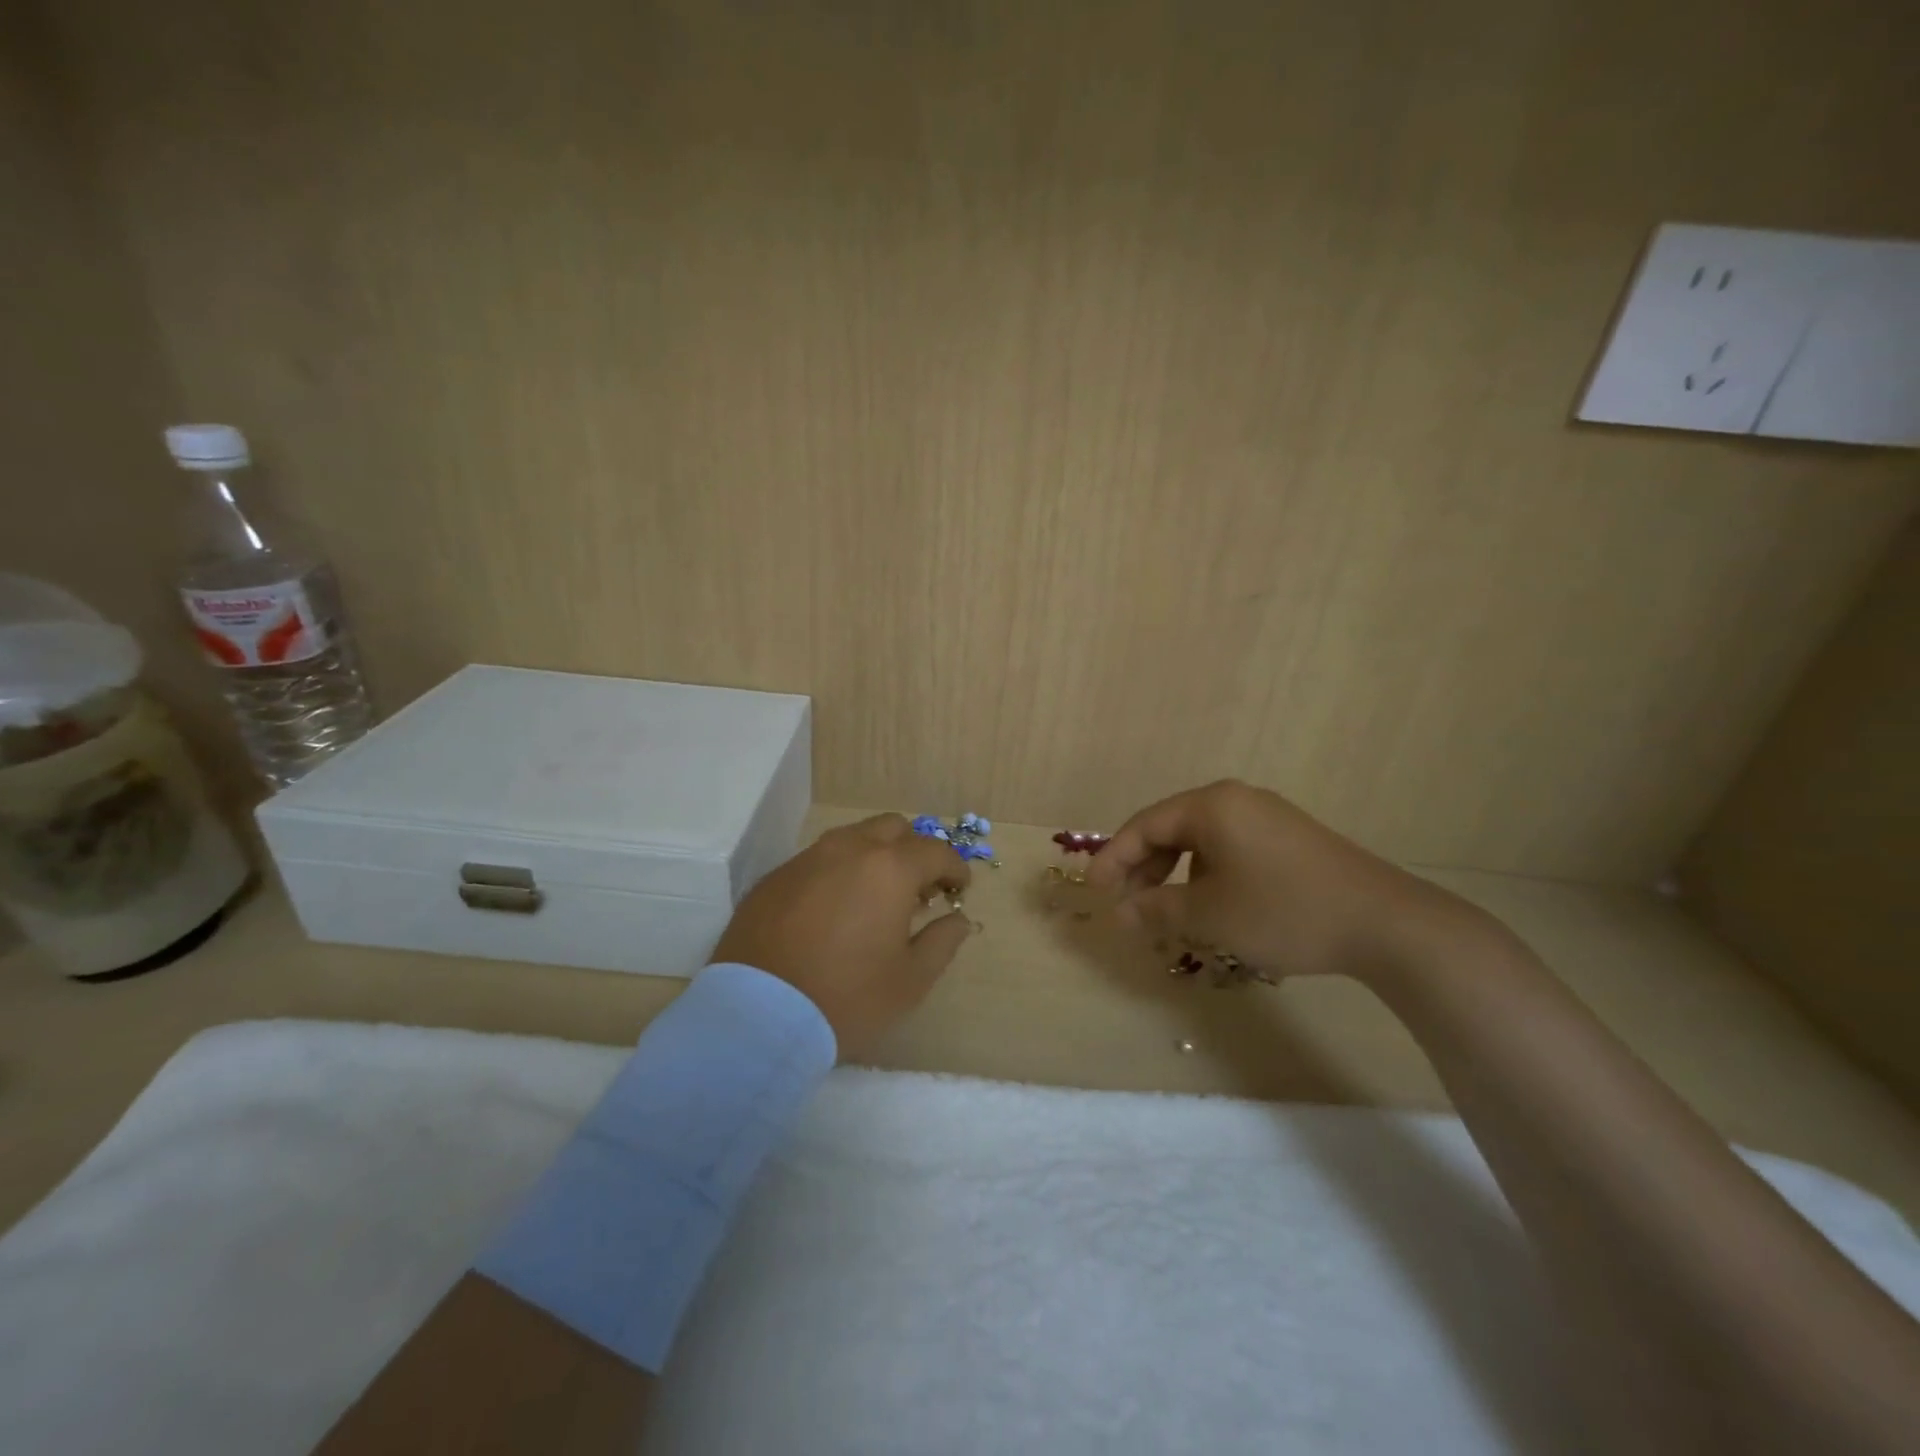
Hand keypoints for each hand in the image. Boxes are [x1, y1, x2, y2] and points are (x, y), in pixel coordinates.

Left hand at [710, 813, 973, 1057]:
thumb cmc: (846, 997)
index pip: (936, 850)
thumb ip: (942, 942)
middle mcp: (848, 849)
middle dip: (914, 852)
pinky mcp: (774, 877)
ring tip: (876, 899)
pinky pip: (818, 861)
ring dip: (874, 857)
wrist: (756, 1015)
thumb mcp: (910, 981)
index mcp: (889, 868)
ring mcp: (806, 859)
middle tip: (918, 891)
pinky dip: (838, 873)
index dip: (955, 868)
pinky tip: (834, 911)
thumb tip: (958, 919)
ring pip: (852, 838)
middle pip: (893, 829)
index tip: (960, 890)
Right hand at [1086, 780, 1473, 982]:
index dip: (1113, 859)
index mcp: (1211, 805)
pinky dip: (1207, 875)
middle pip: (1171, 829)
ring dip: (1174, 874)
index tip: (1094, 891)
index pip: (1144, 826)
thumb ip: (1156, 910)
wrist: (1384, 922)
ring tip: (1166, 911)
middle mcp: (1236, 800)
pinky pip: (1230, 850)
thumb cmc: (1283, 910)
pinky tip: (1212, 906)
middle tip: (1127, 904)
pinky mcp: (1290, 839)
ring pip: (1201, 842)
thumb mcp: (1209, 915)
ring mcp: (1267, 817)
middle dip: (1143, 868)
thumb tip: (1120, 914)